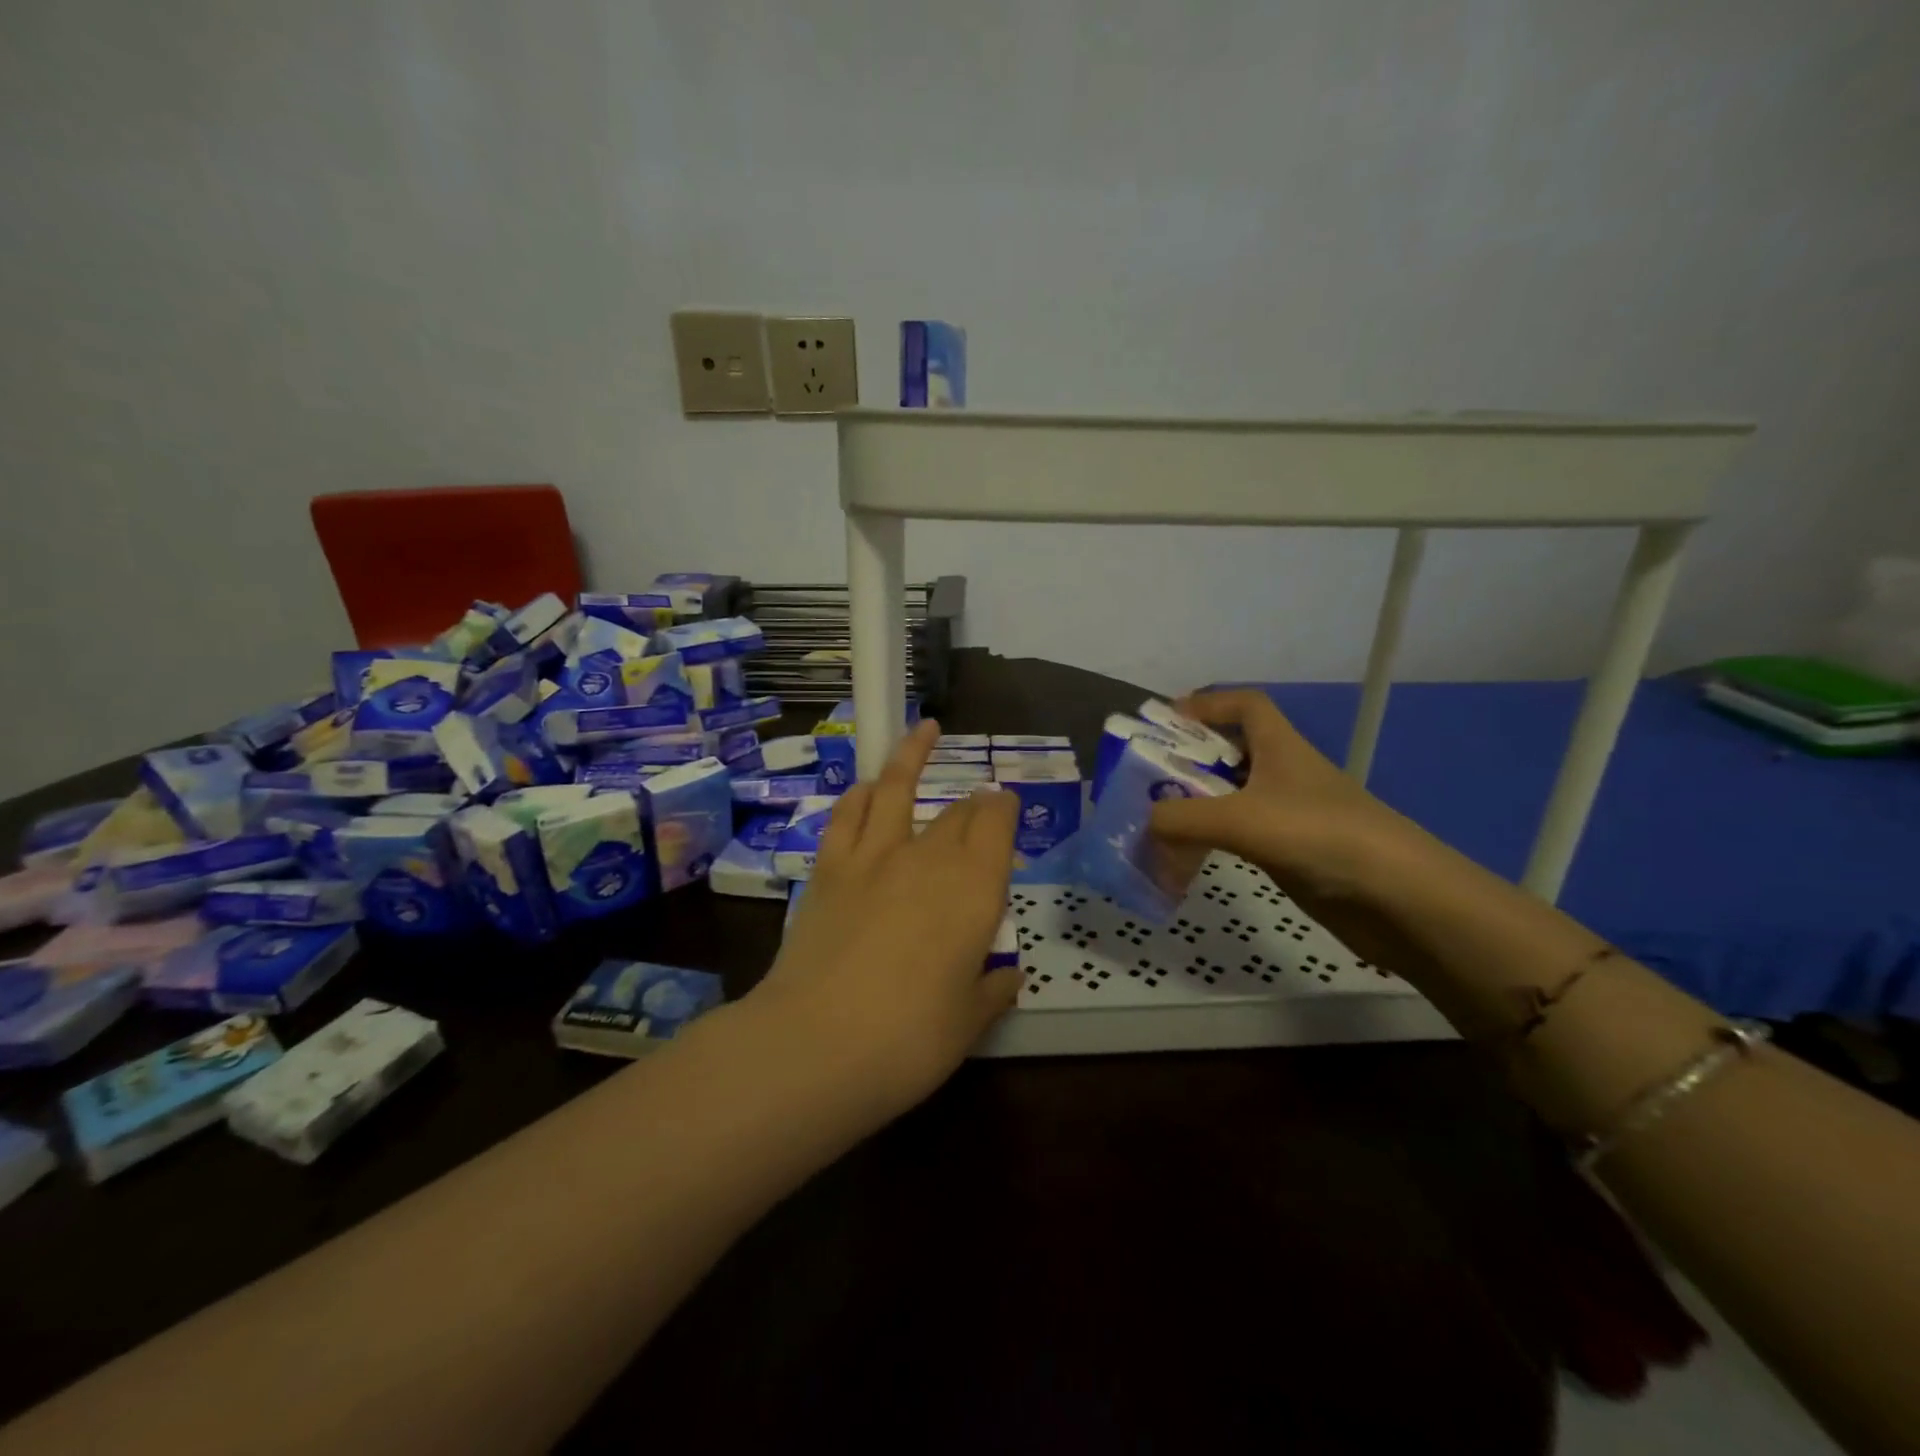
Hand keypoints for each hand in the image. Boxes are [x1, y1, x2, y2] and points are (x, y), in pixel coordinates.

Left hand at [752, 719, 1022, 1116]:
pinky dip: (861, 793)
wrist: (816, 1044)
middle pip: (957, 812)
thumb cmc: (909, 1039)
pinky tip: (866, 784)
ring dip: (913, 753)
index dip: (1005, 809)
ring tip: (925, 729)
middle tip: (980, 800)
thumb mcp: (967, 1023)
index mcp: (975, 889)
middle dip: (974, 802)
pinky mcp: (830, 867)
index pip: (997, 826)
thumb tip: (1008, 977)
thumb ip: (992, 992)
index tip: (1007, 805)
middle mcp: (929, 858)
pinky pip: (848, 814)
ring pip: (897, 787)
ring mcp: (874, 856)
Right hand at [1147, 690, 1439, 972]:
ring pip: (1234, 796)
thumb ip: (1182, 818)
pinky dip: (1214, 838)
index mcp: (1280, 747)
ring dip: (1198, 802)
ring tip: (1158, 818)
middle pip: (1233, 751)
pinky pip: (1242, 834)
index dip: (1207, 705)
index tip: (1166, 721)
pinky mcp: (1293, 852)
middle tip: (1147, 777)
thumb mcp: (1241, 820)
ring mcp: (1290, 815)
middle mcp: (1285, 774)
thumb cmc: (1320, 836)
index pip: (1245, 705)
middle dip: (1190, 758)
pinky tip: (1190, 854)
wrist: (1398, 899)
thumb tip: (1144, 822)